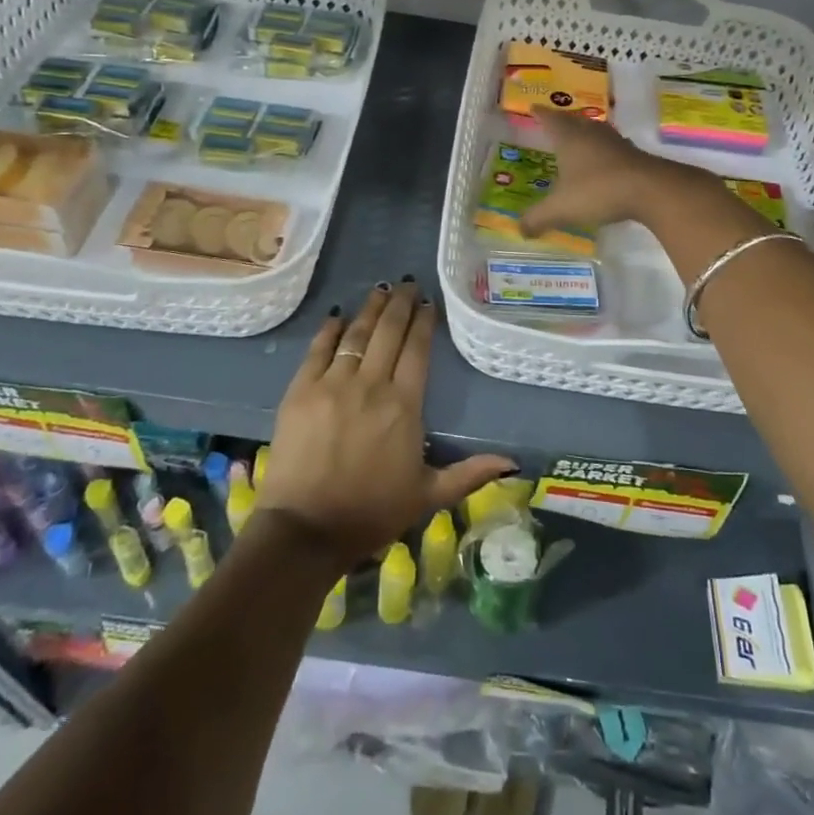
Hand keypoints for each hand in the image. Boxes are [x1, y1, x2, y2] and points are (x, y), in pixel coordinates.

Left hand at [258, 279, 515, 566]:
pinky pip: (317, 350)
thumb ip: (469, 474)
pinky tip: (338, 316)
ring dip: (370, 309)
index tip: (428, 303)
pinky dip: (329, 330)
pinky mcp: (300, 391)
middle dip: (400, 304)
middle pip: (388, 332)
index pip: (417, 350)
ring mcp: (332, 384)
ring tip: (380, 289)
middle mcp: (371, 385)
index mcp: (404, 406)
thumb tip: (513, 463)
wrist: (306, 530)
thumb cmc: (371, 512)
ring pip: (356, 334)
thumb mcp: (428, 496)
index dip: (423, 322)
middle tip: (406, 283)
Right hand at [519, 110, 716, 236]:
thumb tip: (520, 229)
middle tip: (555, 123)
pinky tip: (604, 163)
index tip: (533, 107)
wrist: (651, 190)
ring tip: (579, 141)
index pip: (551, 119)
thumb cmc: (598, 191)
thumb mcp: (561, 209)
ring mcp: (617, 143)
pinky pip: (613, 148)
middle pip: (575, 121)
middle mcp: (592, 133)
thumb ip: (538, 218)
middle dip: (564, 121)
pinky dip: (604, 152)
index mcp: (570, 138)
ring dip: (586, 134)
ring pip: (596, 132)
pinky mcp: (635, 156)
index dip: (540, 114)